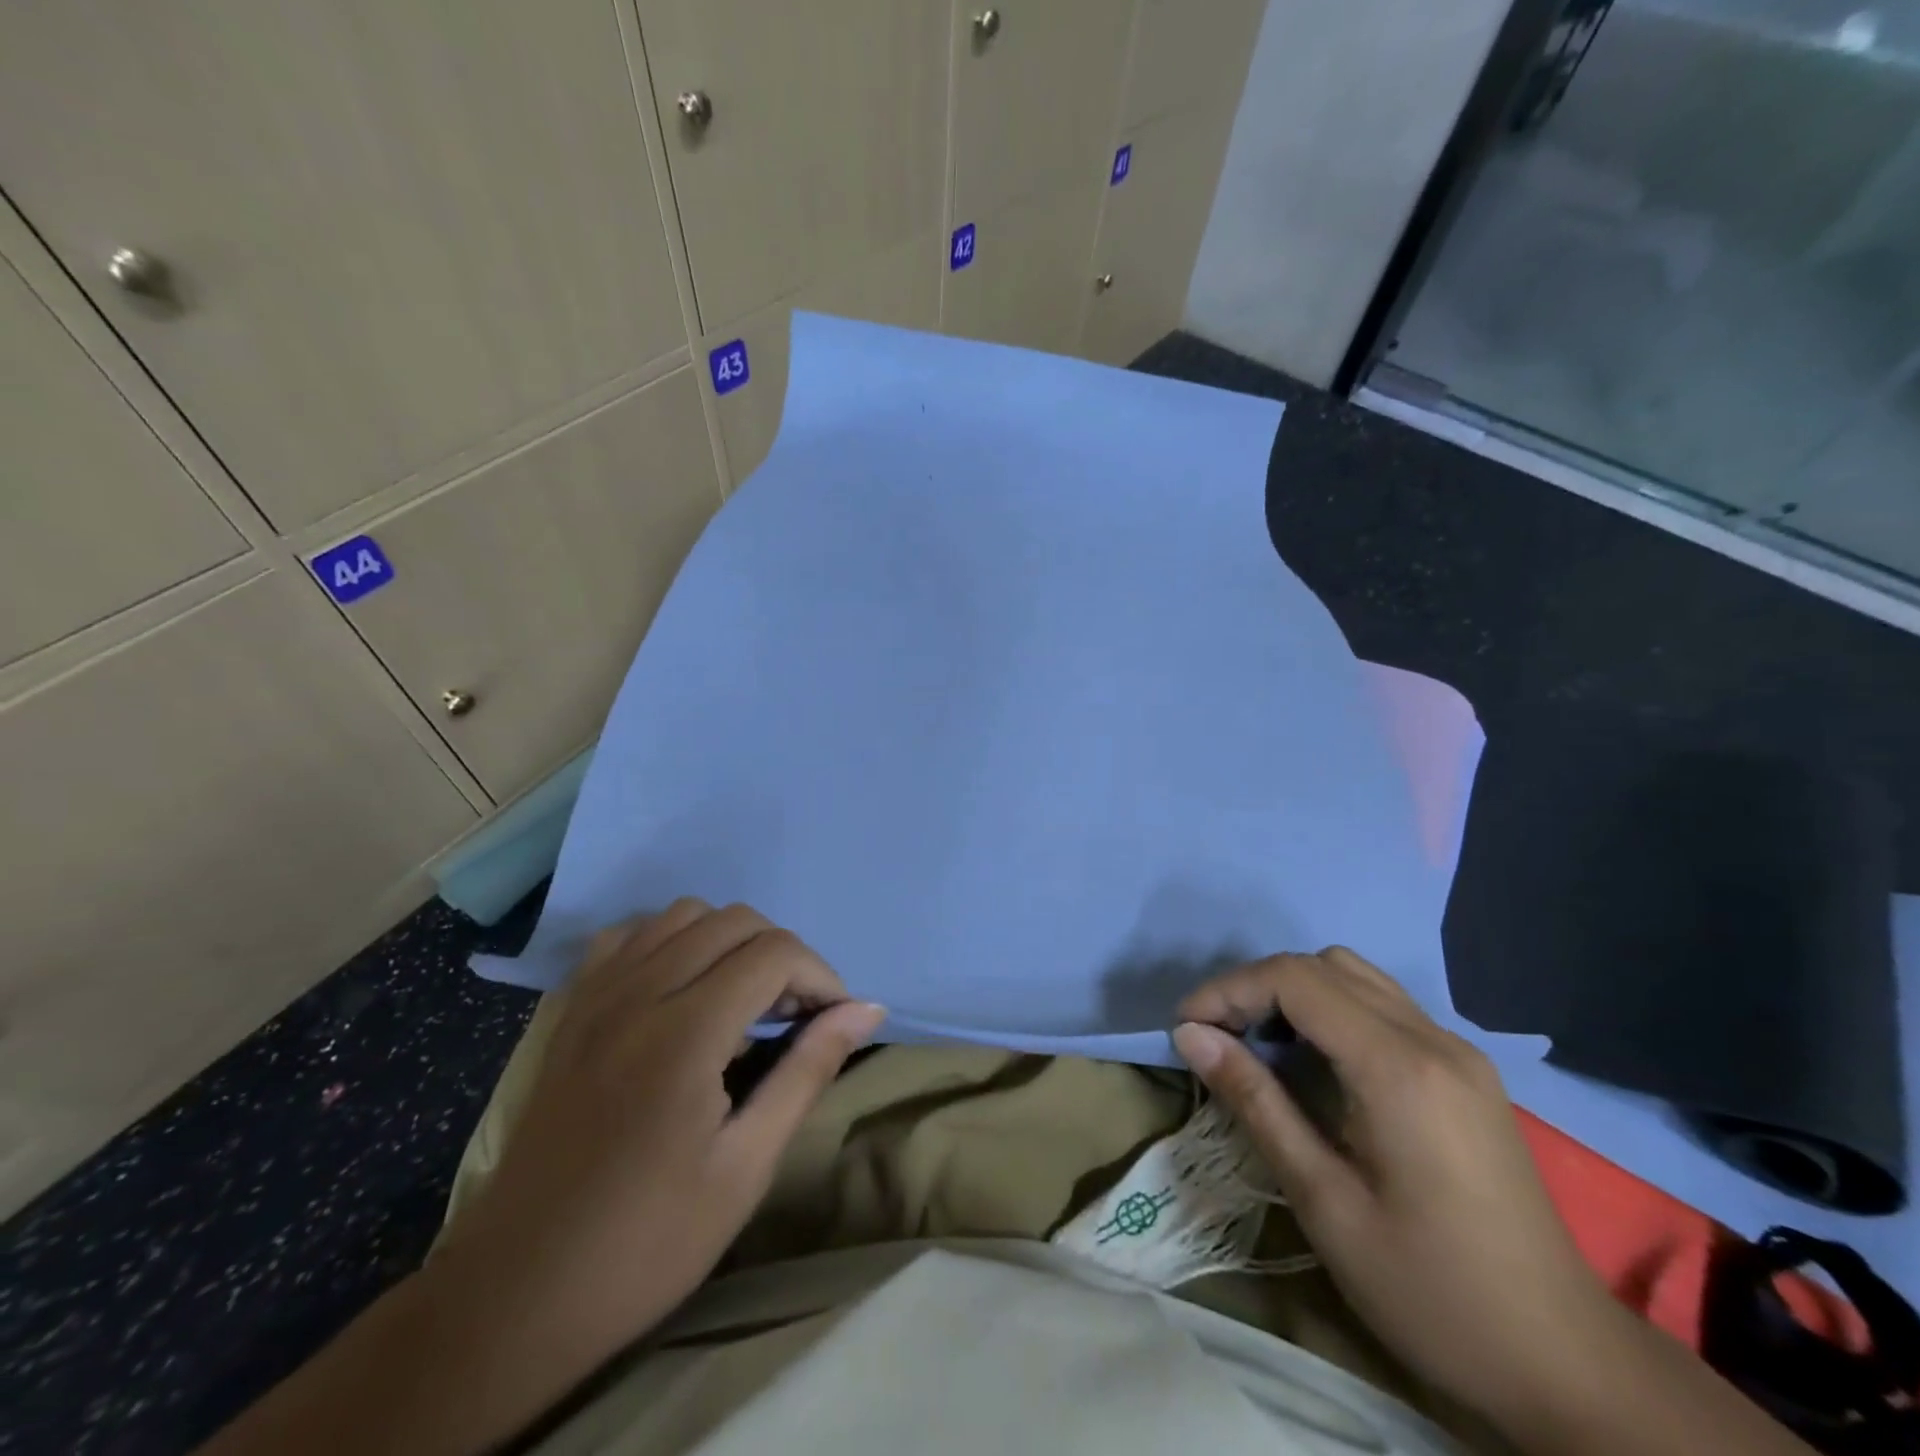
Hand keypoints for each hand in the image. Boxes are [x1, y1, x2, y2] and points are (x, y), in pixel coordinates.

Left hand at [438, 900, 885, 1394]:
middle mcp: (639, 992)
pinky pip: (631, 935)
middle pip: (735, 920)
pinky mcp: (572, 1008)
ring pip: (683, 914)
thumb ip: (808, 1071)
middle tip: (795, 1017)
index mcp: (685, 1033)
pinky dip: (671, 940)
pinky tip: (682, 988)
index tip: (834, 1023)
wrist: (516, 1293)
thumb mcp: (746, 1166)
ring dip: (730, 941)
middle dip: (783, 955)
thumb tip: (869, 1009)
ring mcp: (597, 994)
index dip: (820, 978)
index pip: (775, 952)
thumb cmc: (646, 1241)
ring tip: (743, 1000)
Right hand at [1171, 948, 1614, 1428]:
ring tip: (1259, 1045)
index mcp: (1399, 1067)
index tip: (1186, 1027)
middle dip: (1256, 986)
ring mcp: (1458, 1051)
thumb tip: (1190, 1036)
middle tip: (1216, 1037)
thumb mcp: (1324, 1202)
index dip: (1229, 989)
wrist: (1566, 1364)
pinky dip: (1333, 1010)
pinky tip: (1316, 1063)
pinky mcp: (1468, 1071)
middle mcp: (1433, 1039)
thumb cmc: (1432, 1292)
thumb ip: (1256, 1103)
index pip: (1295, 979)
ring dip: (1295, 993)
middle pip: (1323, 965)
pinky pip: (1383, 1006)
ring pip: (1356, 976)